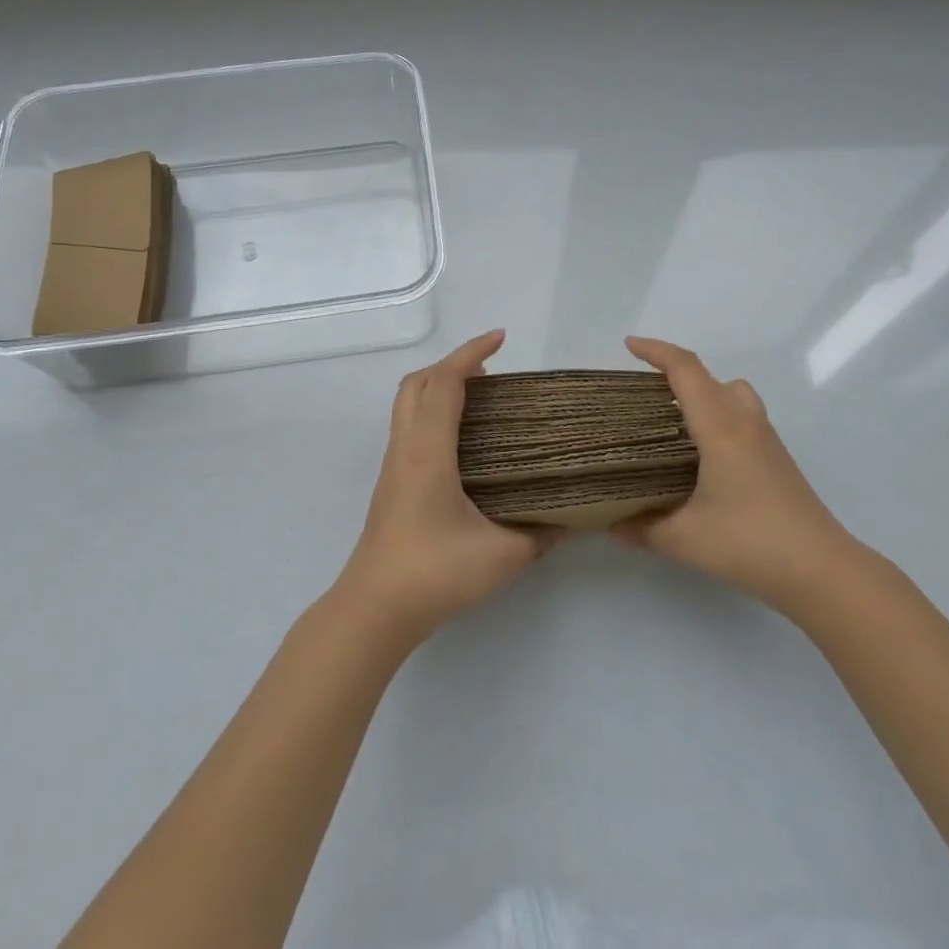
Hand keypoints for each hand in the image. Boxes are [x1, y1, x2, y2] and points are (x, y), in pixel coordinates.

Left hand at [335, 330, 561, 647]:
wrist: (375, 609)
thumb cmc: (434, 572)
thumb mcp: (502, 555)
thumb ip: (541, 533)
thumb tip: (574, 518)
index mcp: (429, 449)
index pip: (445, 381)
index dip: (471, 353)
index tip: (501, 338)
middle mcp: (406, 446)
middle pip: (418, 382)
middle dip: (452, 364)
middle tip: (490, 372)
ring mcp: (394, 465)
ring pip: (408, 403)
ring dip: (439, 387)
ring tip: (480, 400)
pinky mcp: (392, 484)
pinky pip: (409, 426)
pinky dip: (433, 412)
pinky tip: (462, 443)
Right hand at [613, 336, 855, 611]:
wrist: (822, 569)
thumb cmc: (750, 543)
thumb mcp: (685, 539)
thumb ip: (642, 528)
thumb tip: (610, 523)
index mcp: (719, 427)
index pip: (685, 370)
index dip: (655, 351)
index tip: (629, 345)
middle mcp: (744, 422)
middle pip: (708, 376)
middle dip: (673, 371)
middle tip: (642, 390)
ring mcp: (765, 438)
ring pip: (731, 392)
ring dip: (702, 391)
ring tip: (675, 418)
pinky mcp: (776, 458)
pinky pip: (742, 415)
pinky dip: (718, 414)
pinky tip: (703, 453)